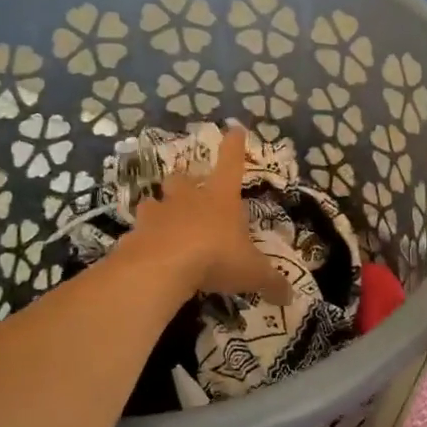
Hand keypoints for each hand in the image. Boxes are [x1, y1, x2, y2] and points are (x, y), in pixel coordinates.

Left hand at [127, 126, 290, 302]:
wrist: (163, 266)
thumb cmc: (216, 257)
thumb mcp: (252, 273)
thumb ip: (272, 283)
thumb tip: (290, 297)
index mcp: (221, 199)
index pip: (231, 164)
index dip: (234, 147)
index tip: (234, 129)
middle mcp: (188, 199)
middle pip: (184, 179)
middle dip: (185, 182)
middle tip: (187, 188)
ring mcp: (158, 213)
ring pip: (155, 202)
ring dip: (159, 208)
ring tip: (162, 221)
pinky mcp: (135, 233)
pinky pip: (139, 232)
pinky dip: (143, 239)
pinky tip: (146, 252)